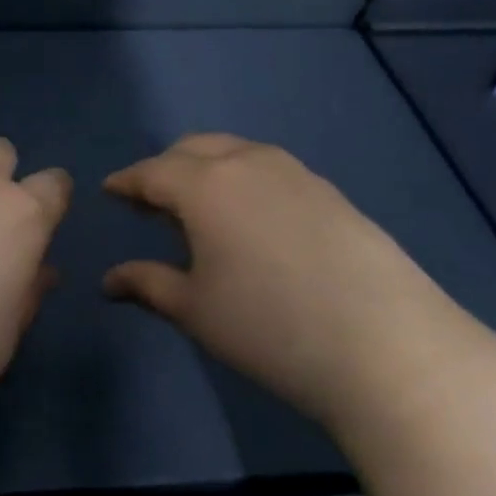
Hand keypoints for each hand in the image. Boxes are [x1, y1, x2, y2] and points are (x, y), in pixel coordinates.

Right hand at [102, 134, 473, 427]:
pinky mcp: (331, 192)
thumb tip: (109, 280)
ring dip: (208, 169)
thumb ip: (146, 284)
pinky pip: (271, 170)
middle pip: (193, 149)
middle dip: (165, 169)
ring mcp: (296, 174)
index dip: (126, 182)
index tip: (110, 191)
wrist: (386, 346)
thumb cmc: (269, 327)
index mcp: (205, 185)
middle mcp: (248, 163)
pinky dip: (246, 180)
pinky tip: (253, 220)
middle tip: (152, 203)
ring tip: (201, 209)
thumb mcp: (195, 309)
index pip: (151, 172)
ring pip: (237, 153)